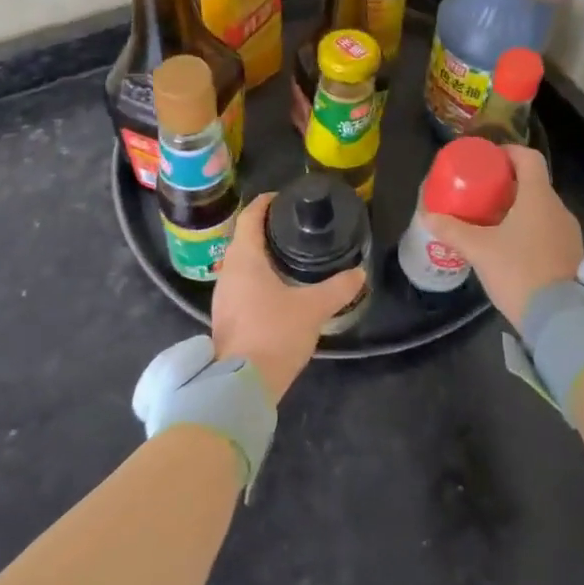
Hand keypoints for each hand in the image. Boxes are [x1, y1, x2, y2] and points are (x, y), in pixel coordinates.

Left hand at [211, 193, 366, 401]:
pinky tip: (279, 288)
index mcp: (244, 258)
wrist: (241, 387)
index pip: (250, 216)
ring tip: (291, 255)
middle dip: (267, 229)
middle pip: (245, 238)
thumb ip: (338, 288)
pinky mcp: (226, 316)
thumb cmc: (274, 334)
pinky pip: (242, 284)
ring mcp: (223, 296)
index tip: (285, 197)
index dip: (266, 202)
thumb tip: (359, 273)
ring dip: (262, 254)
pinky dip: (258, 276)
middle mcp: (228, 271)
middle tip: (295, 226)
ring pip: (242, 263)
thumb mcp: (313, 308)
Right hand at [424, 146, 582, 326]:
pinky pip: (548, 232)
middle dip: (508, 186)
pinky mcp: (572, 257)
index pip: (529, 158)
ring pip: (542, 210)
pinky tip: (510, 249)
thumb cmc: (519, 272)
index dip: (509, 152)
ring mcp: (569, 234)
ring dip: (519, 210)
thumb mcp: (479, 250)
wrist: (561, 319)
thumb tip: (428, 216)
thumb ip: (453, 231)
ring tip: (492, 223)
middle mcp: (559, 209)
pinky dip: (530, 231)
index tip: (489, 160)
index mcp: (539, 198)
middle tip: (482, 194)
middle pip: (534, 185)